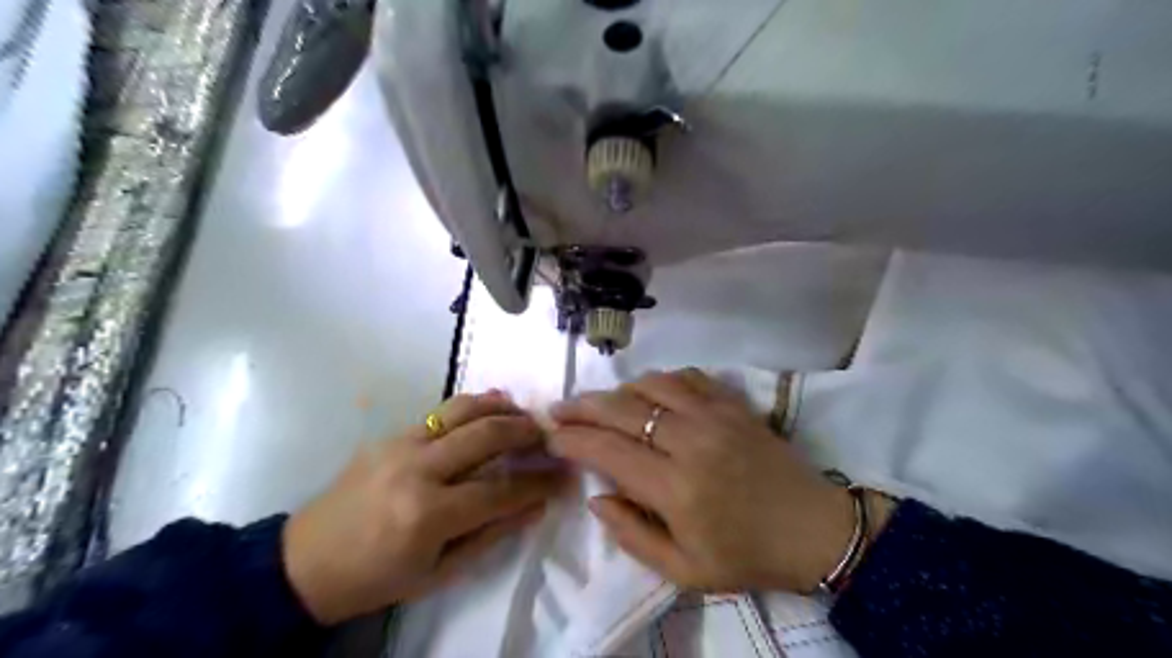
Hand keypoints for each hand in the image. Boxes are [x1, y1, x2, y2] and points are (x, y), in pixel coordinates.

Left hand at [280, 394, 560, 622]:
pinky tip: (492, 405)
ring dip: (502, 407)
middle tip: (550, 437)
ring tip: (525, 414)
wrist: (305, 562)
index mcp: (428, 515)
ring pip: (464, 410)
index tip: (564, 475)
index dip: (539, 482)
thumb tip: (536, 505)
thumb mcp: (439, 572)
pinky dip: (473, 405)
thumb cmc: (377, 578)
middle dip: (527, 433)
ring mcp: (401, 445)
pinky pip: (440, 412)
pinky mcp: (390, 434)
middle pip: (487, 435)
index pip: (500, 489)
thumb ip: (492, 534)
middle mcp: (417, 470)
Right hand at [549, 371, 888, 589]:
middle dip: (583, 407)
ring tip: (602, 402)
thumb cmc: (747, 555)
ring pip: (652, 384)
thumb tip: (597, 496)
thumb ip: (632, 535)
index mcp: (676, 488)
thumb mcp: (684, 571)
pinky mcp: (734, 404)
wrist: (815, 529)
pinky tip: (651, 391)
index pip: (608, 450)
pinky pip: (688, 377)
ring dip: (619, 390)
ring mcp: (715, 416)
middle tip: (560, 408)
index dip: (573, 439)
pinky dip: (661, 379)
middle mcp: (691, 442)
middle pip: (622, 409)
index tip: (551, 436)